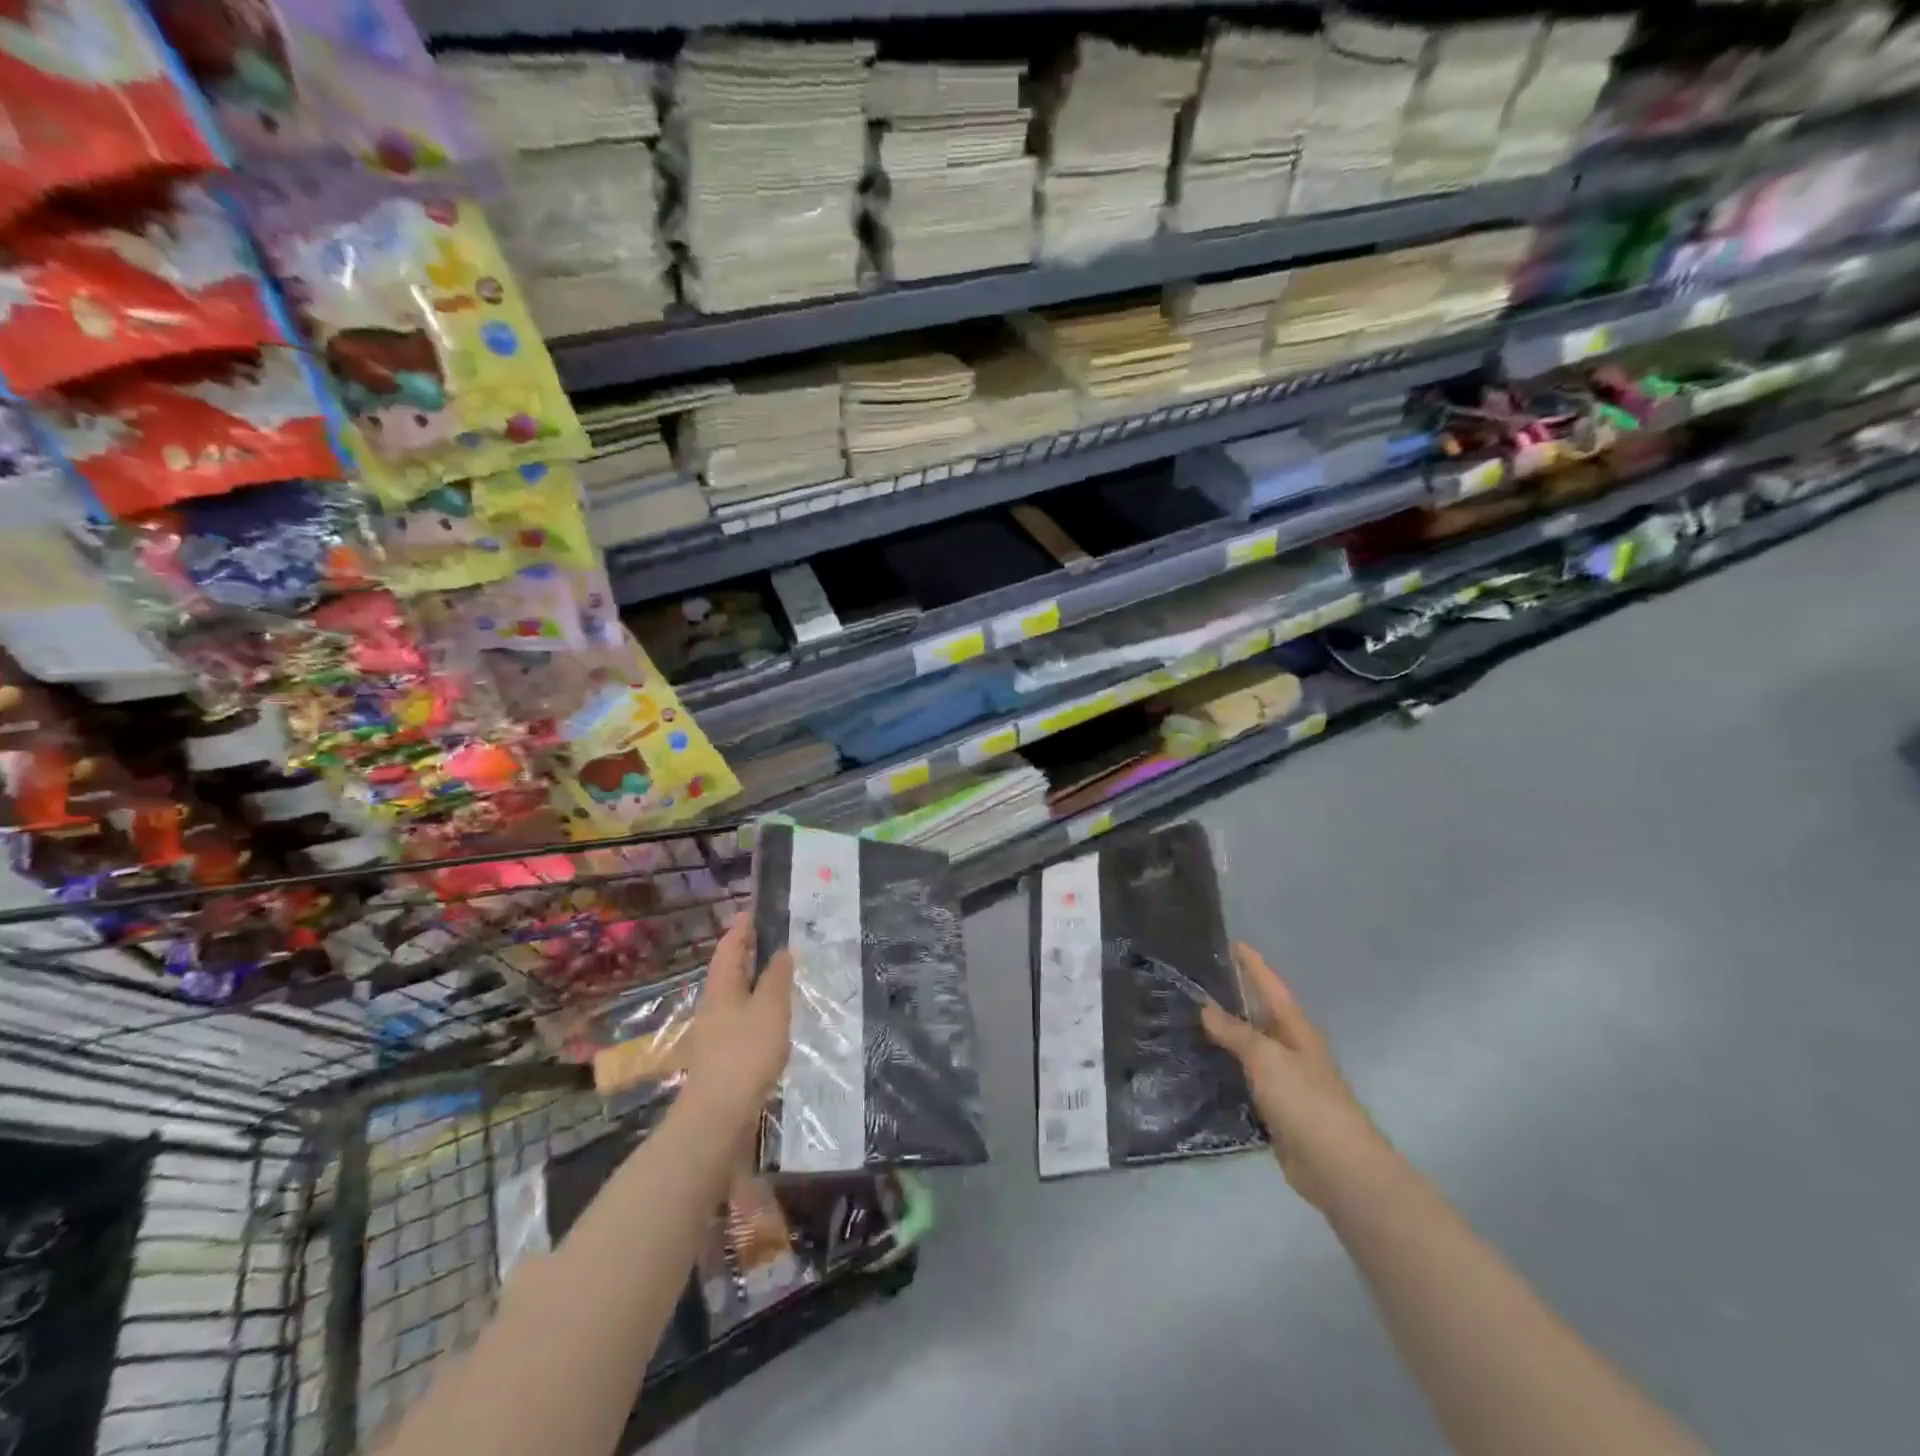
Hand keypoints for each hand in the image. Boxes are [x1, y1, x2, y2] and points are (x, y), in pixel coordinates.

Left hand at [679, 916, 793, 1125]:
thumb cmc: (746, 1052)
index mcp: (722, 986)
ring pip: (735, 996)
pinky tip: (774, 1019)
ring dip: (754, 982)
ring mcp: (715, 1033)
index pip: (730, 946)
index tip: (755, 911)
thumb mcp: (771, 1008)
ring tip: (780, 976)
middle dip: (748, 954)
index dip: (742, 927)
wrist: (718, 1115)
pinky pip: (741, 1020)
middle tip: (773, 940)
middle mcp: (714, 1005)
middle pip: (729, 971)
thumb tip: (782, 950)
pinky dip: (757, 1008)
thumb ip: (777, 978)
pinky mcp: (723, 1057)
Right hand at [1201, 943, 1389, 1207]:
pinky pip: (1244, 1079)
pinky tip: (1201, 1065)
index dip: (1253, 964)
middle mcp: (1290, 1049)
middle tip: (1197, 979)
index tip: (1232, 943)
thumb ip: (1235, 1032)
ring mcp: (1284, 1080)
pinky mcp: (1275, 1109)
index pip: (1270, 986)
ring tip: (1188, 1018)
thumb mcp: (1266, 1058)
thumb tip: (1206, 1007)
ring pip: (1249, 1047)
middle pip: (1259, 1014)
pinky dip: (1225, 1069)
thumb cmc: (1305, 1101)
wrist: (1337, 1167)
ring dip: (1225, 1034)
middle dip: (1233, 996)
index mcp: (1295, 1029)